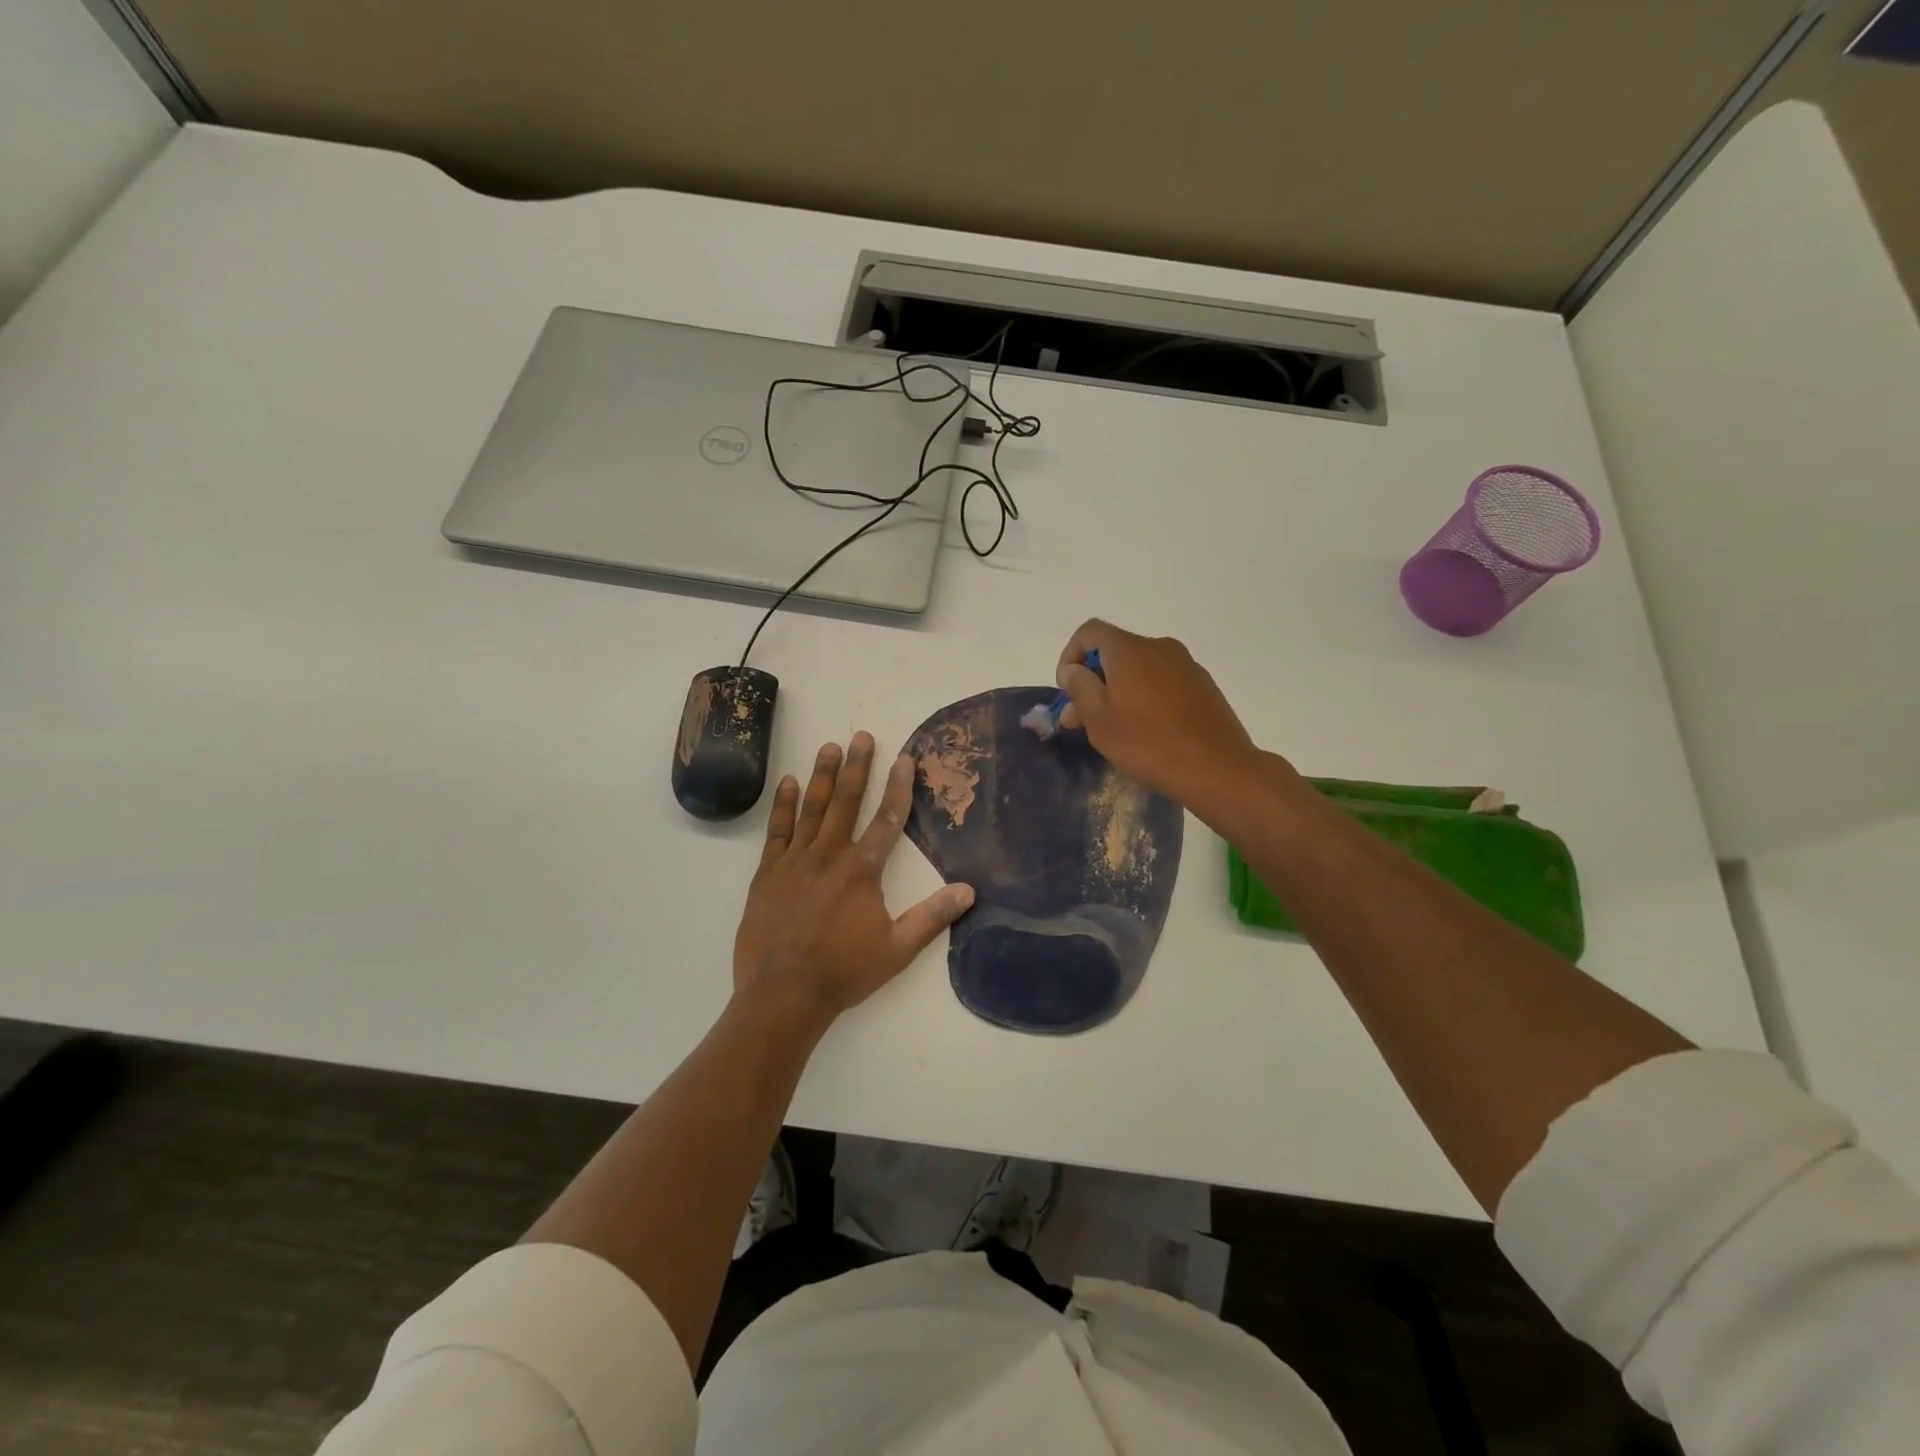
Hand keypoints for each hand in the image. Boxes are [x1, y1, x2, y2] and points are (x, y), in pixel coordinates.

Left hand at [734, 732, 974, 1027]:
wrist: (782, 994)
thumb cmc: (844, 972)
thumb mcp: (897, 950)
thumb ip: (932, 917)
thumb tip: (969, 890)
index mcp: (862, 872)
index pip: (887, 820)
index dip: (898, 787)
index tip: (904, 758)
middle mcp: (829, 856)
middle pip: (847, 802)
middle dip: (858, 767)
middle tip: (863, 735)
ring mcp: (795, 861)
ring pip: (812, 809)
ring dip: (823, 776)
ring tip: (830, 747)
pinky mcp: (768, 872)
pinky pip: (777, 830)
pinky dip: (783, 805)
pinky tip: (787, 782)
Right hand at [1056, 619, 1267, 810]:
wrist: (1218, 768)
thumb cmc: (1148, 743)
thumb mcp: (1099, 719)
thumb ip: (1080, 687)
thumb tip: (1073, 669)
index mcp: (1130, 649)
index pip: (1090, 632)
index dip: (1070, 656)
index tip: (1067, 690)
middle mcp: (1159, 647)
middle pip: (1115, 652)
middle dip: (1092, 681)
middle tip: (1079, 719)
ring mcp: (1186, 665)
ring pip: (1139, 669)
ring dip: (1117, 691)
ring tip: (1111, 729)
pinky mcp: (1203, 686)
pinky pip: (1162, 682)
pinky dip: (1144, 697)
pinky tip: (1145, 730)